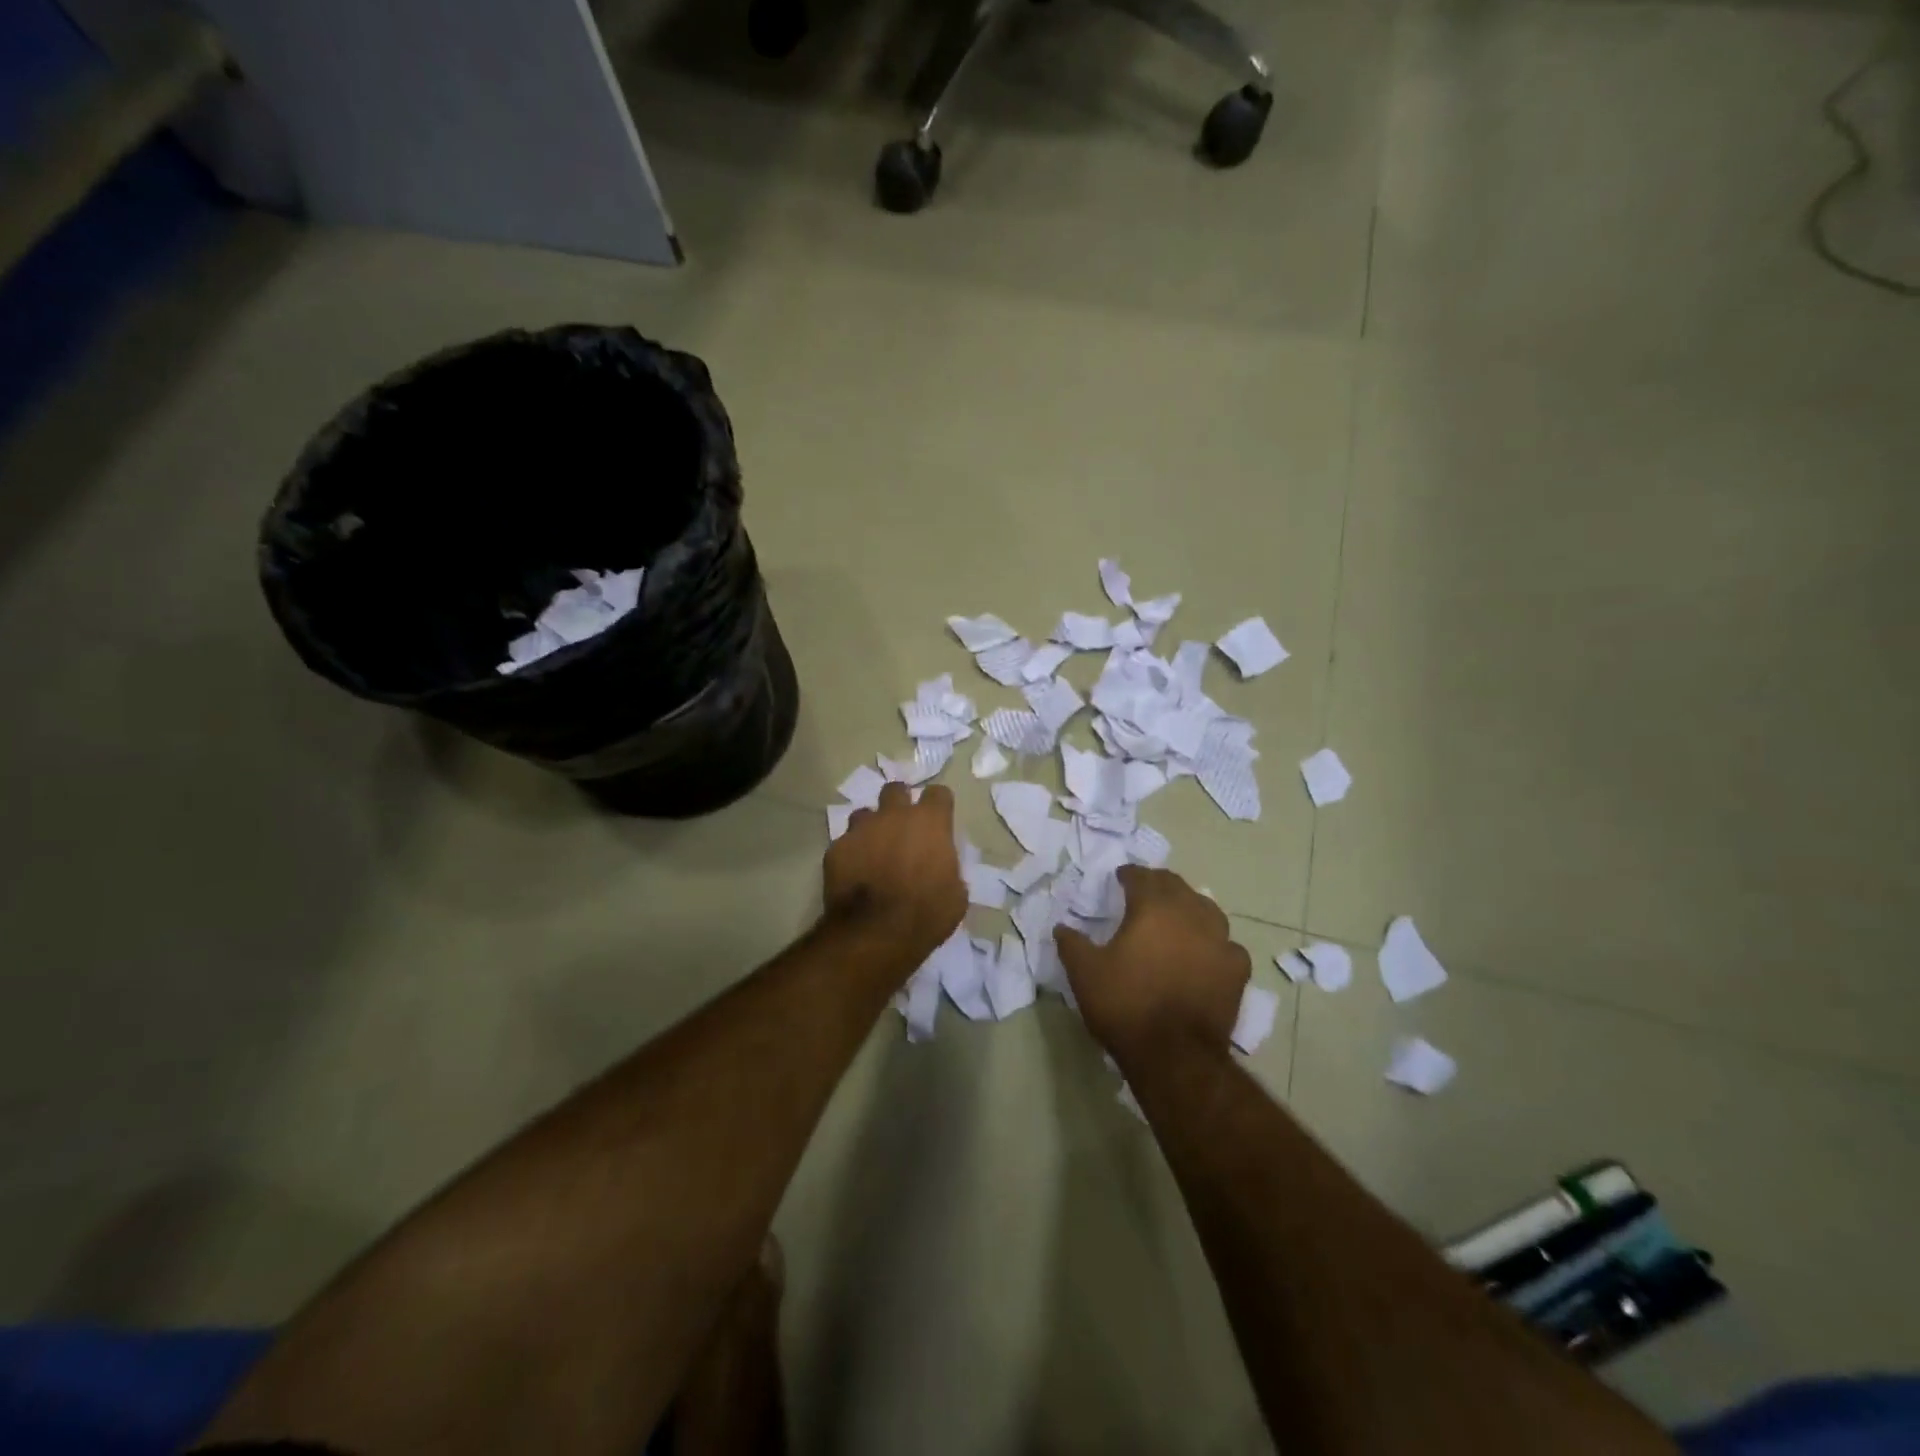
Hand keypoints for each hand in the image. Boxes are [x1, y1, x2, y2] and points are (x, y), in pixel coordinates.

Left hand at [824, 781, 966, 964]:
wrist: (875, 934)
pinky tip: (854, 874)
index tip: (939, 821)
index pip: (938, 793)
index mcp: (930, 822)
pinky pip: (845, 842)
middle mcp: (894, 816)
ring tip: (874, 850)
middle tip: (902, 828)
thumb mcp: (955, 896)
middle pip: (895, 790)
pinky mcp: (836, 848)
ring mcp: (861, 829)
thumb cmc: (926, 915)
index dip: (939, 806)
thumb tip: (942, 868)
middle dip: (899, 803)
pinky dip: (851, 854)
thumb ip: (949, 869)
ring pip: (865, 814)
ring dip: (871, 827)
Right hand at [1055, 866, 1249, 1066]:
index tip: (1120, 878)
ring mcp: (1219, 941)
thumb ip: (1071, 944)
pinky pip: (1226, 944)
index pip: (1142, 877)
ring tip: (1177, 916)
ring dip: (1189, 906)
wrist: (1174, 1054)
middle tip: (1145, 891)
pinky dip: (1214, 943)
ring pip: (1207, 909)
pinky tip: (1207, 952)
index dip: (1129, 874)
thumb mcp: (1084, 973)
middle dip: (1159, 884)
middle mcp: (1190, 914)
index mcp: (1153, 908)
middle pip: (1176, 886)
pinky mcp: (1237, 970)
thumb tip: (1061, 927)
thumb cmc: (1125, 1004)